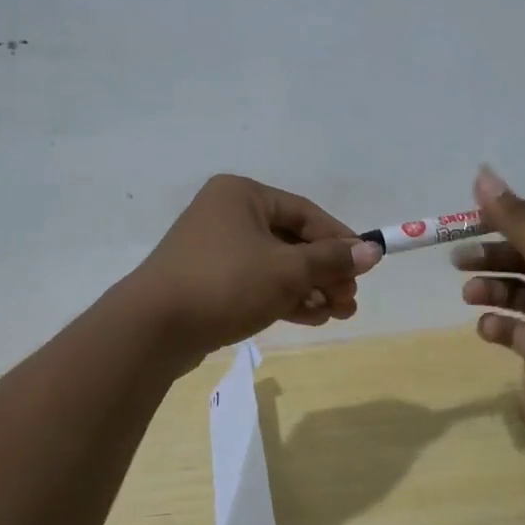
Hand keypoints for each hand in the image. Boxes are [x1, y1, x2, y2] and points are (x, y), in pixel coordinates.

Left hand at [127, 174, 380, 368]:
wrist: (153, 329)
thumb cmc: (226, 283)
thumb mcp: (287, 270)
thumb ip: (331, 260)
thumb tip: (372, 252)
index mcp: (242, 195)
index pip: (305, 213)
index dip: (340, 240)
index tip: (366, 265)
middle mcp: (227, 215)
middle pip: (291, 241)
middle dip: (325, 272)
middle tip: (351, 299)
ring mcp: (215, 250)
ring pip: (275, 266)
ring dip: (309, 288)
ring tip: (338, 313)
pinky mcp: (208, 282)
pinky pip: (256, 284)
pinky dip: (283, 298)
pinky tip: (312, 317)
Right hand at [453, 167, 524, 448]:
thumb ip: (514, 217)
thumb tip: (481, 172)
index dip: (504, 218)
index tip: (470, 219)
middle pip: (518, 255)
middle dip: (488, 255)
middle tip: (458, 259)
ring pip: (511, 291)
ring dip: (488, 288)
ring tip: (471, 294)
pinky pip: (510, 329)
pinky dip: (495, 325)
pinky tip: (489, 326)